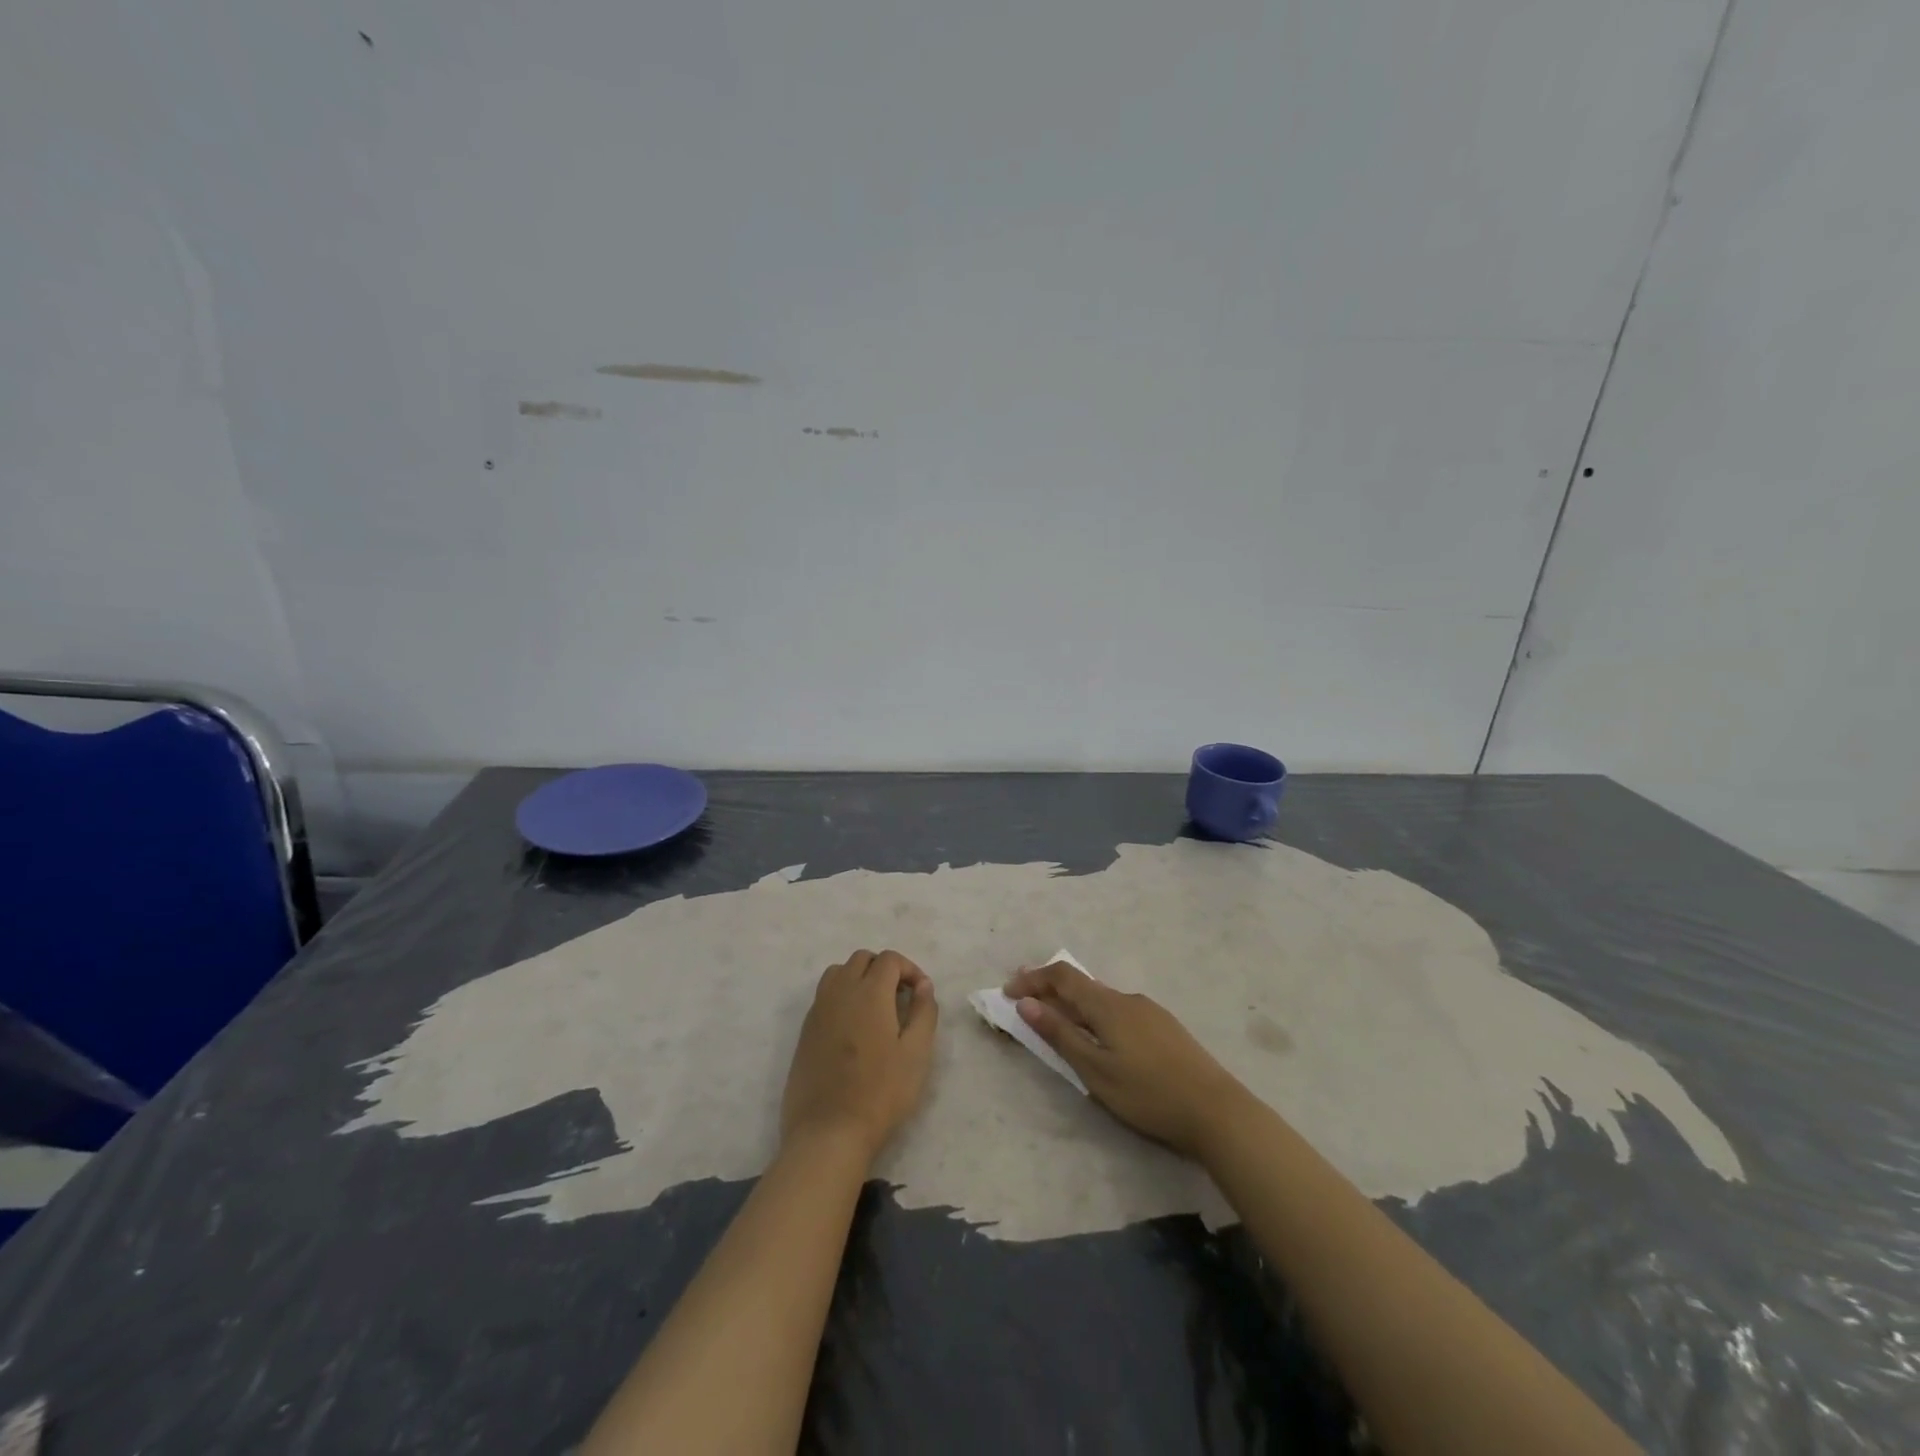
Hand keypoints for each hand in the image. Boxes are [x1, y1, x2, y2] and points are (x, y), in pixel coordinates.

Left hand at [782, 949, 938, 1161]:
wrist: (828, 1132)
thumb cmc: (880, 1092)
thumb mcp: (917, 1053)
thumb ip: (924, 1011)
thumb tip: (923, 985)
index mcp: (869, 992)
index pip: (889, 959)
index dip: (910, 969)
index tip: (921, 994)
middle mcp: (840, 991)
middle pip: (862, 959)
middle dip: (884, 969)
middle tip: (901, 998)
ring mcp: (818, 1010)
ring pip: (838, 973)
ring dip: (859, 978)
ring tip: (876, 1009)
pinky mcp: (805, 1031)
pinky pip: (824, 996)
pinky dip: (842, 997)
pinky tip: (853, 1029)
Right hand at [1004, 961, 1244, 1159]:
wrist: (1217, 1111)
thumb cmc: (1148, 1094)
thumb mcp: (1096, 1070)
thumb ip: (1060, 1035)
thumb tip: (1027, 1003)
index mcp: (1108, 1005)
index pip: (1062, 976)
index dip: (1033, 979)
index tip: (1008, 991)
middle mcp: (1128, 998)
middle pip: (1082, 983)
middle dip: (1050, 989)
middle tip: (1025, 1000)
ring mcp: (1150, 1011)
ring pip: (1102, 998)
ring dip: (1074, 1003)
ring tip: (1058, 1020)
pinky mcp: (1165, 1027)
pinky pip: (1119, 1011)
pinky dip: (1096, 1014)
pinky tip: (1100, 1036)